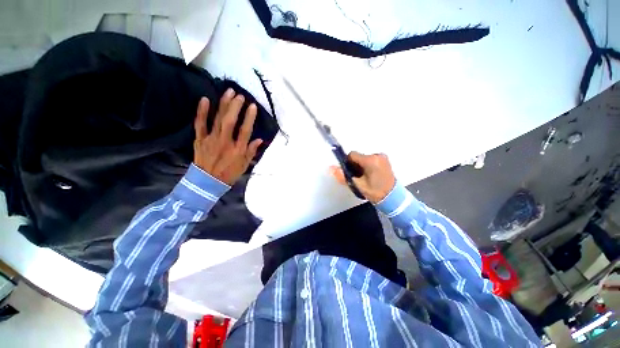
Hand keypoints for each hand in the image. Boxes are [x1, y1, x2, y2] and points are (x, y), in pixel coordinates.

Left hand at [193, 88, 262, 184]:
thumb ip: (251, 151)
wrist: (208, 182)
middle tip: (240, 95)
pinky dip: (202, 112)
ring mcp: (211, 139)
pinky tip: (206, 99)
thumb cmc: (229, 173)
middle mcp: (225, 142)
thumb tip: (260, 139)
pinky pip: (200, 124)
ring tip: (229, 92)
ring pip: (218, 119)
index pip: (245, 131)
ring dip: (223, 105)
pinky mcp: (200, 139)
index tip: (252, 106)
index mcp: (238, 149)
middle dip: (235, 107)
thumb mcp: (244, 165)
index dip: (249, 117)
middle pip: (230, 121)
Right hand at [330, 151, 395, 202]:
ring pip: (364, 158)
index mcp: (370, 161)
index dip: (348, 163)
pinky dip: (368, 165)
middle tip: (358, 177)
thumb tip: (331, 168)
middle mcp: (377, 155)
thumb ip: (342, 176)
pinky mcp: (385, 159)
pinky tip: (371, 175)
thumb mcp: (357, 185)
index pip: (352, 155)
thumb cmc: (374, 192)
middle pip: (359, 156)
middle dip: (356, 165)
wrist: (392, 197)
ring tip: (366, 177)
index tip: (351, 172)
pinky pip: (371, 159)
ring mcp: (382, 157)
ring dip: (362, 165)